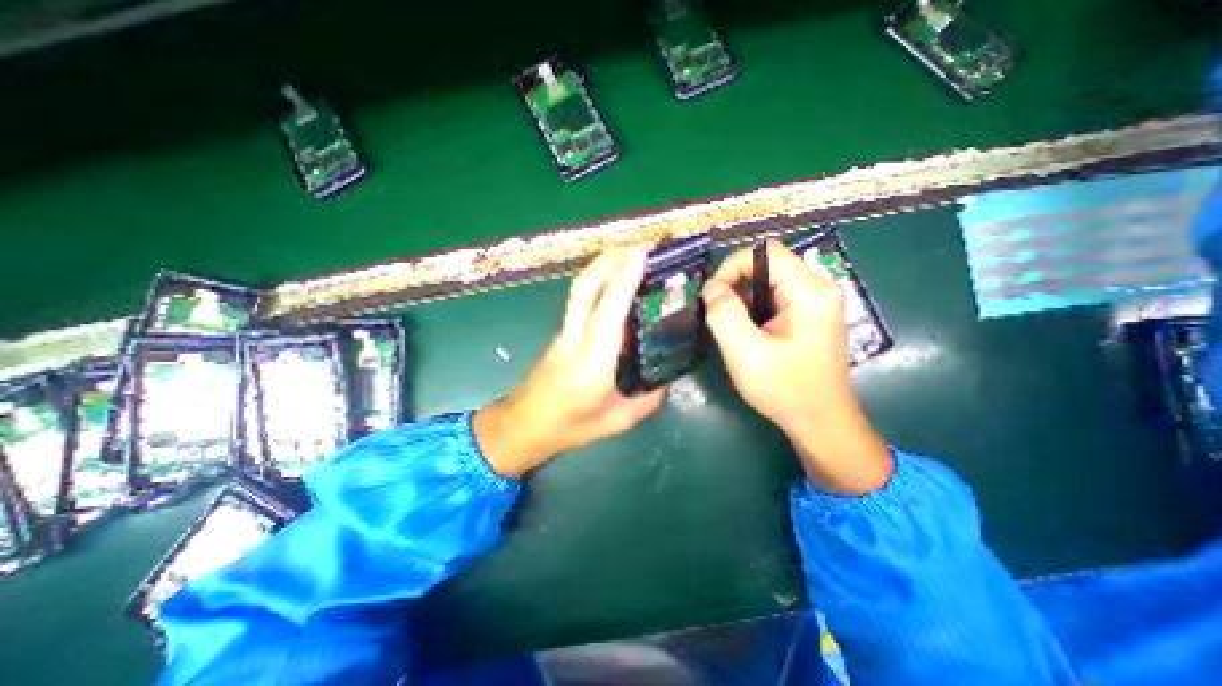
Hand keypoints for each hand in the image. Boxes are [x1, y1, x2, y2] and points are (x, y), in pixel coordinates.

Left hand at [475, 246, 666, 476]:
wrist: (525, 425)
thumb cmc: (571, 427)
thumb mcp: (619, 420)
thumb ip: (649, 398)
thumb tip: (668, 375)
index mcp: (592, 362)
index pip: (608, 311)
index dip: (624, 278)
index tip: (642, 252)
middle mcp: (575, 338)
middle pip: (586, 286)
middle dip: (611, 259)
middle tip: (641, 246)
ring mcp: (565, 331)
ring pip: (581, 288)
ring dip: (604, 265)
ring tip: (631, 255)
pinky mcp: (563, 331)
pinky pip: (581, 298)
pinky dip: (599, 280)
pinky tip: (616, 282)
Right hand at [701, 240, 894, 493]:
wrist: (820, 423)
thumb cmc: (785, 389)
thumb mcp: (745, 352)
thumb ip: (723, 313)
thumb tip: (711, 287)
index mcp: (810, 293)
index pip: (766, 252)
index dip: (732, 266)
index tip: (712, 295)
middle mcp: (817, 290)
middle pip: (767, 266)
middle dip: (735, 285)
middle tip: (715, 313)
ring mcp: (815, 303)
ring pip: (767, 283)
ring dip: (741, 300)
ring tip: (729, 328)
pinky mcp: (808, 316)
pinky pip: (773, 299)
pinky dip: (752, 310)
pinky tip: (745, 335)